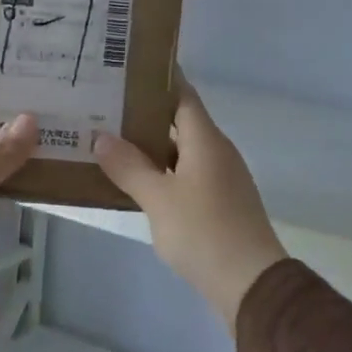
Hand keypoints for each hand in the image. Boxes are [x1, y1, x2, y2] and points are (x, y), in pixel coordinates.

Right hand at [92, 81, 286, 331]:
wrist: (249, 283)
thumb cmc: (203, 232)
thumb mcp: (158, 198)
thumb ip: (129, 166)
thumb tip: (102, 137)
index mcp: (206, 140)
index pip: (182, 95)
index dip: (158, 80)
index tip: (126, 69)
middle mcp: (217, 152)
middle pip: (180, 122)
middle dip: (144, 115)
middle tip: (104, 108)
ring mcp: (221, 179)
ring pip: (182, 152)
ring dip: (151, 148)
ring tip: (110, 143)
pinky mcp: (220, 204)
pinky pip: (186, 176)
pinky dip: (162, 173)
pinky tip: (134, 182)